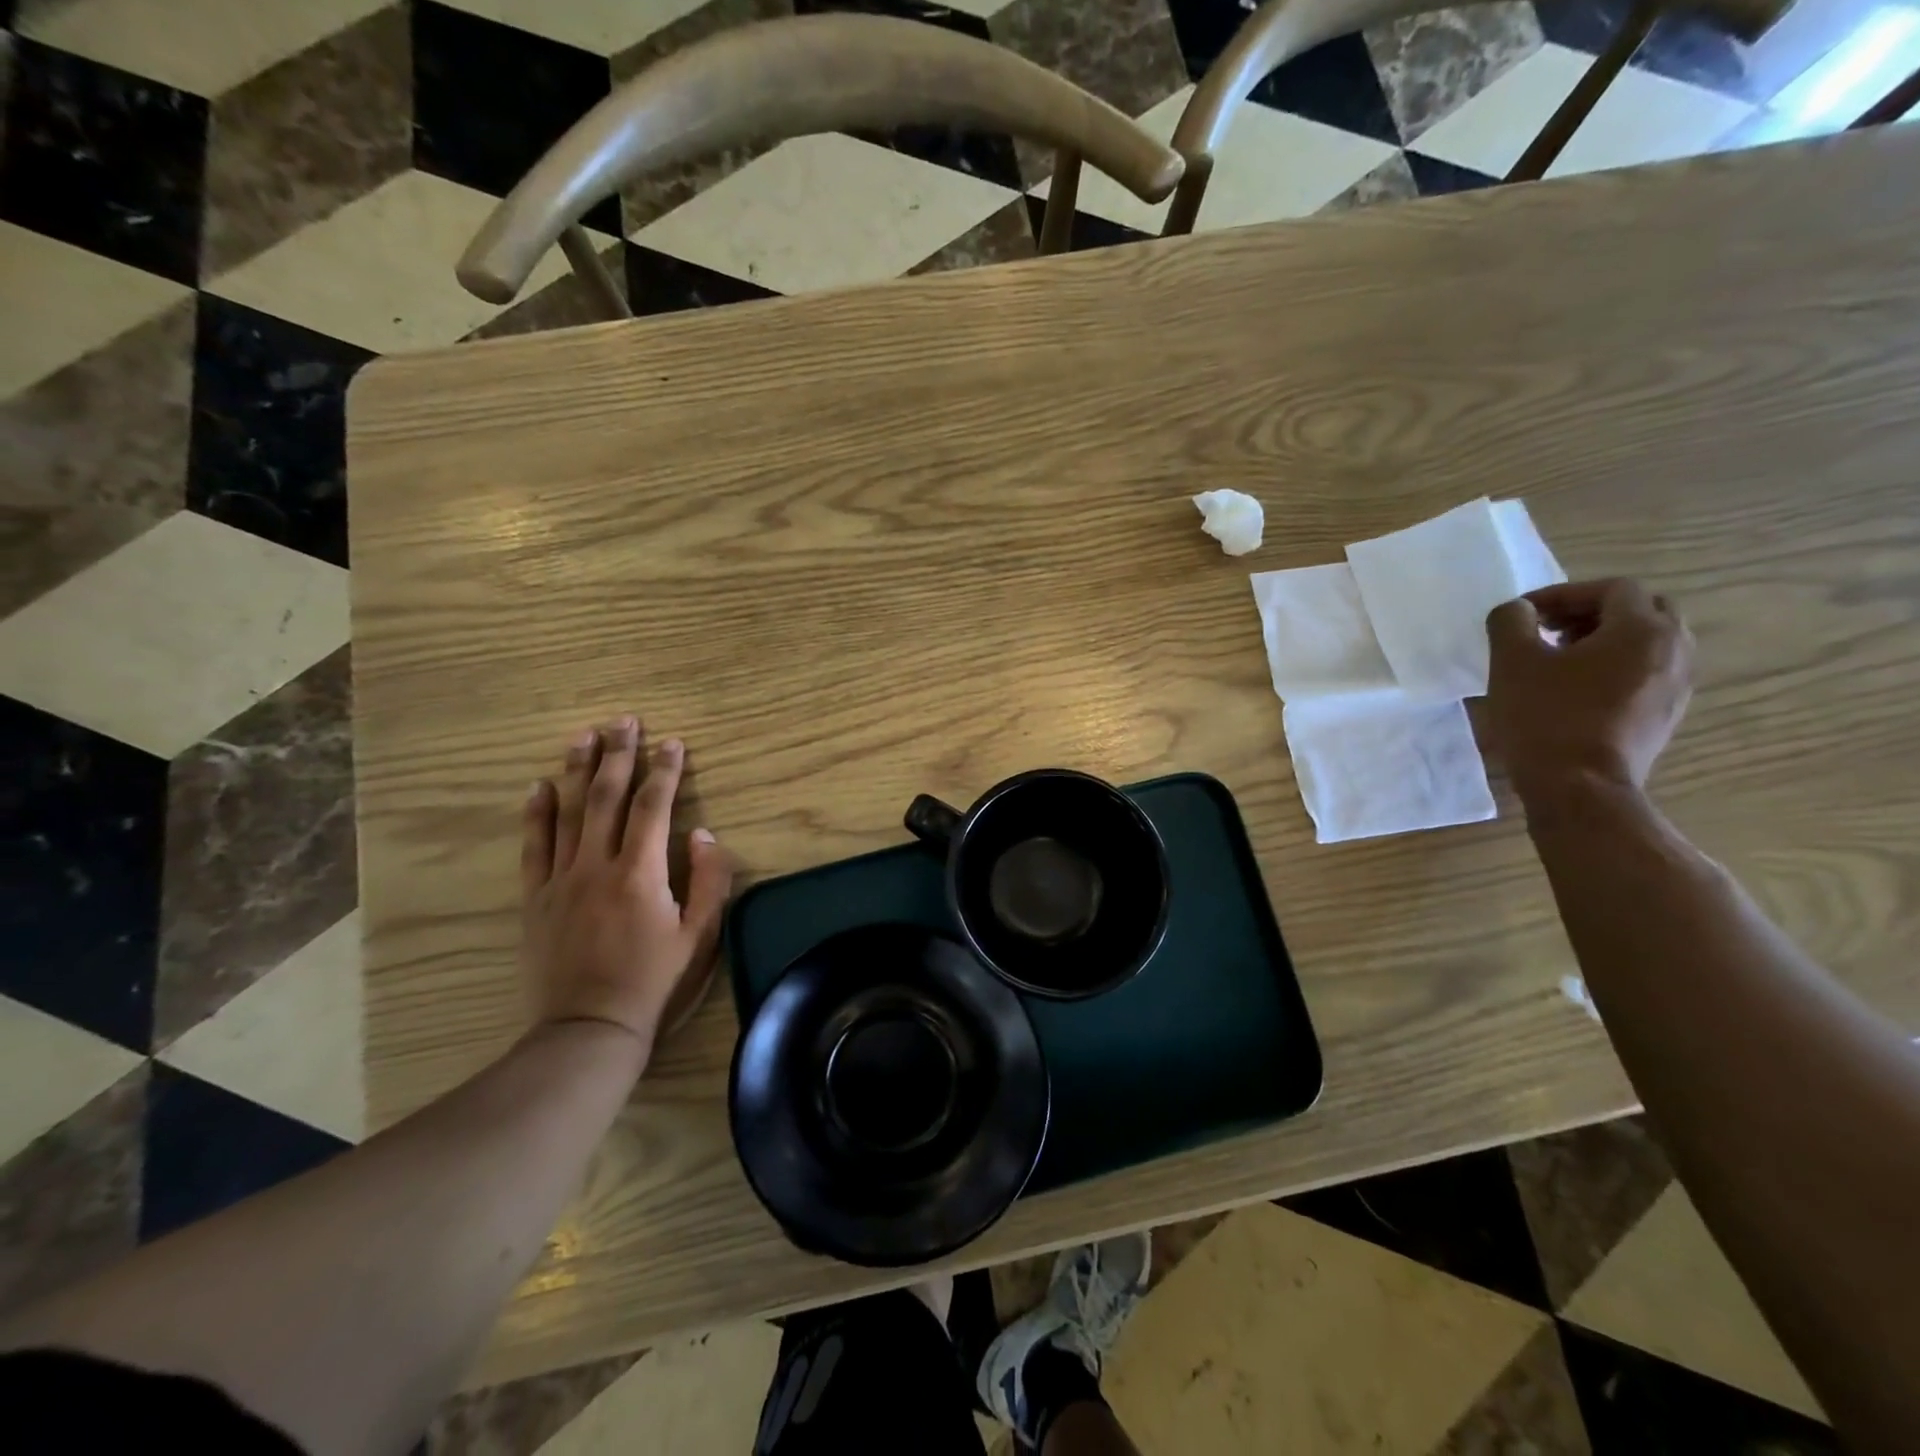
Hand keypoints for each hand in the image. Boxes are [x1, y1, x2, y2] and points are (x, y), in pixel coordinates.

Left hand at [520, 717, 732, 1055]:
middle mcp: (597, 865)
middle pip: (607, 797)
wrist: (589, 1029)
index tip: (673, 742)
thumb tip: (702, 834)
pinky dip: (537, 814)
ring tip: (584, 735)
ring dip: (578, 770)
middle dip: (619, 755)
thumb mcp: (700, 936)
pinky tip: (540, 787)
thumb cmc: (654, 982)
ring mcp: (561, 880)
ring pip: (569, 813)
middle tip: (625, 720)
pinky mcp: (536, 899)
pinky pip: (534, 847)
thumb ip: (709, 881)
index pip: (653, 807)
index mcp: (641, 872)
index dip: (665, 771)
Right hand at [1485, 578, 1693, 803]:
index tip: (1524, 614)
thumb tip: (1518, 611)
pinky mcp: (1666, 715)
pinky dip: (1615, 667)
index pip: (1612, 589)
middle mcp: (1674, 650)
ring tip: (1559, 660)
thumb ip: (1511, 622)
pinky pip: (1647, 673)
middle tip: (1549, 630)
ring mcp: (1677, 685)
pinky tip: (1576, 689)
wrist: (1580, 787)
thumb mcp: (1512, 662)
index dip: (1563, 593)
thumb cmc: (1546, 717)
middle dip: (1592, 612)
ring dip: (1605, 640)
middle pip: (1642, 610)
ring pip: (1648, 642)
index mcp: (1643, 630)